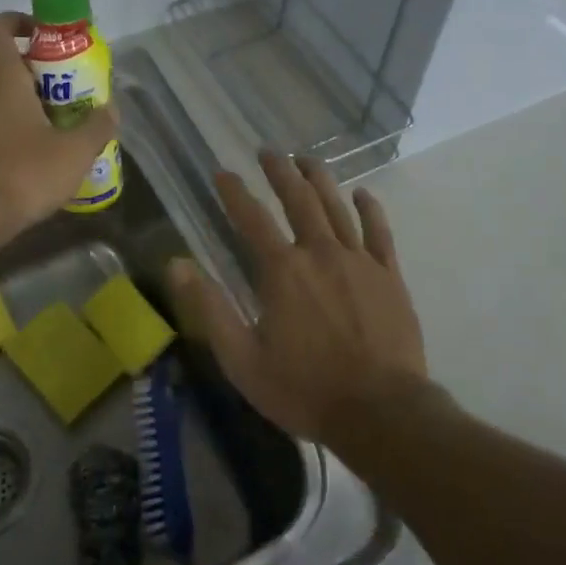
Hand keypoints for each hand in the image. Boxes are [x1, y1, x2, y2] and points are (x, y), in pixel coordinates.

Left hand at [0, 12, 118, 241]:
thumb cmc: (23, 172)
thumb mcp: (75, 151)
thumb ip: (97, 126)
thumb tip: (111, 111)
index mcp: (1, 75)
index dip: (18, 20)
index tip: (45, 35)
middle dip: (30, 63)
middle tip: (63, 81)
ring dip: (22, 96)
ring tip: (57, 118)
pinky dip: (11, 123)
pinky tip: (37, 150)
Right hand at [170, 150, 427, 445]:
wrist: (380, 412)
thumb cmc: (304, 389)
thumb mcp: (242, 358)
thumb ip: (210, 307)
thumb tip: (176, 263)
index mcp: (282, 271)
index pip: (251, 218)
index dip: (233, 193)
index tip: (221, 173)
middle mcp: (319, 253)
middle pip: (298, 200)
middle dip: (279, 172)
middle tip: (268, 152)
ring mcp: (359, 261)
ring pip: (337, 207)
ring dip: (319, 179)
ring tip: (306, 159)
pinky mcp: (389, 276)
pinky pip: (379, 232)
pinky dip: (369, 209)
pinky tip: (362, 194)